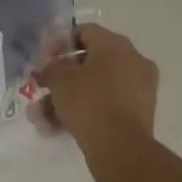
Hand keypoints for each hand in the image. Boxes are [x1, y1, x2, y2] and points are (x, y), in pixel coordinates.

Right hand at [40, 24, 157, 175]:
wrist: (121, 150)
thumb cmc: (88, 103)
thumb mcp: (59, 80)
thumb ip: (49, 67)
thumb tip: (48, 66)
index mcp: (116, 44)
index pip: (84, 32)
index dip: (59, 43)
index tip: (43, 60)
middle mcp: (132, 60)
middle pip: (90, 60)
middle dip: (62, 76)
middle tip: (42, 88)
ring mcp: (139, 88)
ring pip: (96, 86)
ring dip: (68, 98)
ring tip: (42, 116)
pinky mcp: (139, 113)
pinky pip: (107, 103)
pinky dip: (85, 111)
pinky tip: (59, 128)